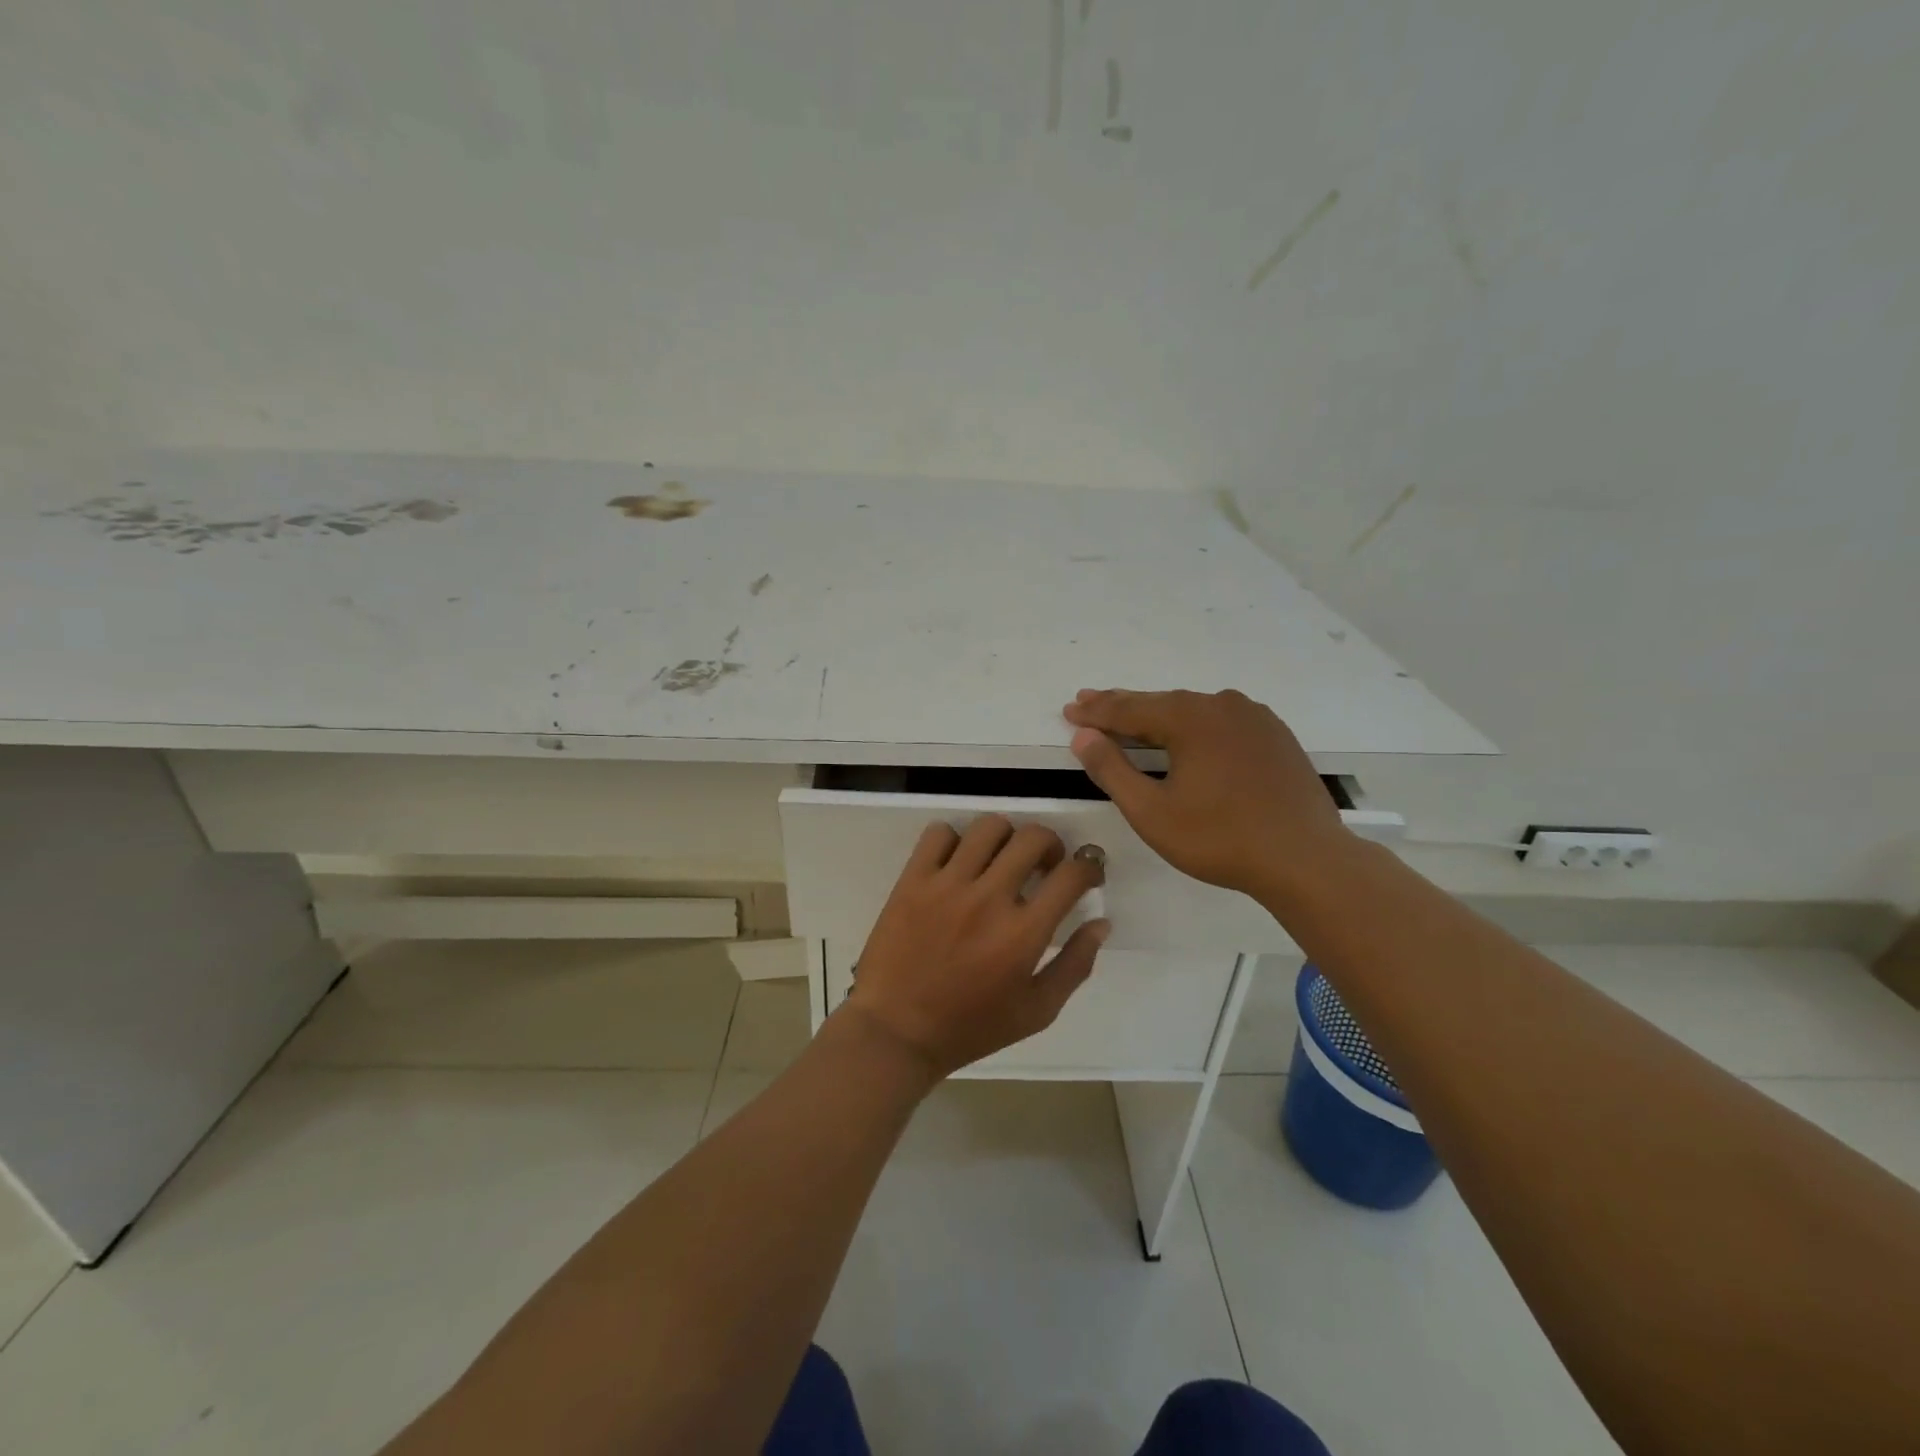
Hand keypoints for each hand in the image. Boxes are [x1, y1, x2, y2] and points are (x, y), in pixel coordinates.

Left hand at [846, 816, 1109, 1078]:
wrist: (897, 1032)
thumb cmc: (971, 1027)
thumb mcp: (1036, 1012)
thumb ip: (1075, 966)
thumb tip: (1100, 923)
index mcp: (1024, 932)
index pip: (1071, 875)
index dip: (1089, 867)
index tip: (1086, 874)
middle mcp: (989, 898)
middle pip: (1033, 838)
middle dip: (1051, 845)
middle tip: (1044, 865)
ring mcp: (947, 884)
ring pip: (989, 826)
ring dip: (1005, 837)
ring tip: (1000, 859)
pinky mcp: (913, 879)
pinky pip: (939, 833)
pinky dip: (954, 840)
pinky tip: (957, 863)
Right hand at [1062, 687, 1354, 902]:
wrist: (1305, 859)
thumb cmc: (1219, 839)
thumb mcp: (1152, 811)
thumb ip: (1112, 770)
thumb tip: (1083, 736)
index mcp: (1190, 718)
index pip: (1129, 710)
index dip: (1095, 712)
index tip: (1069, 709)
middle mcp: (1222, 705)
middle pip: (1160, 703)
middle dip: (1121, 706)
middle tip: (1088, 701)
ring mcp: (1254, 718)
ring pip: (1193, 710)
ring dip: (1158, 714)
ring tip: (1132, 717)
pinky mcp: (1275, 736)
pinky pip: (1221, 722)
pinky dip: (1194, 725)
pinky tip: (1187, 734)